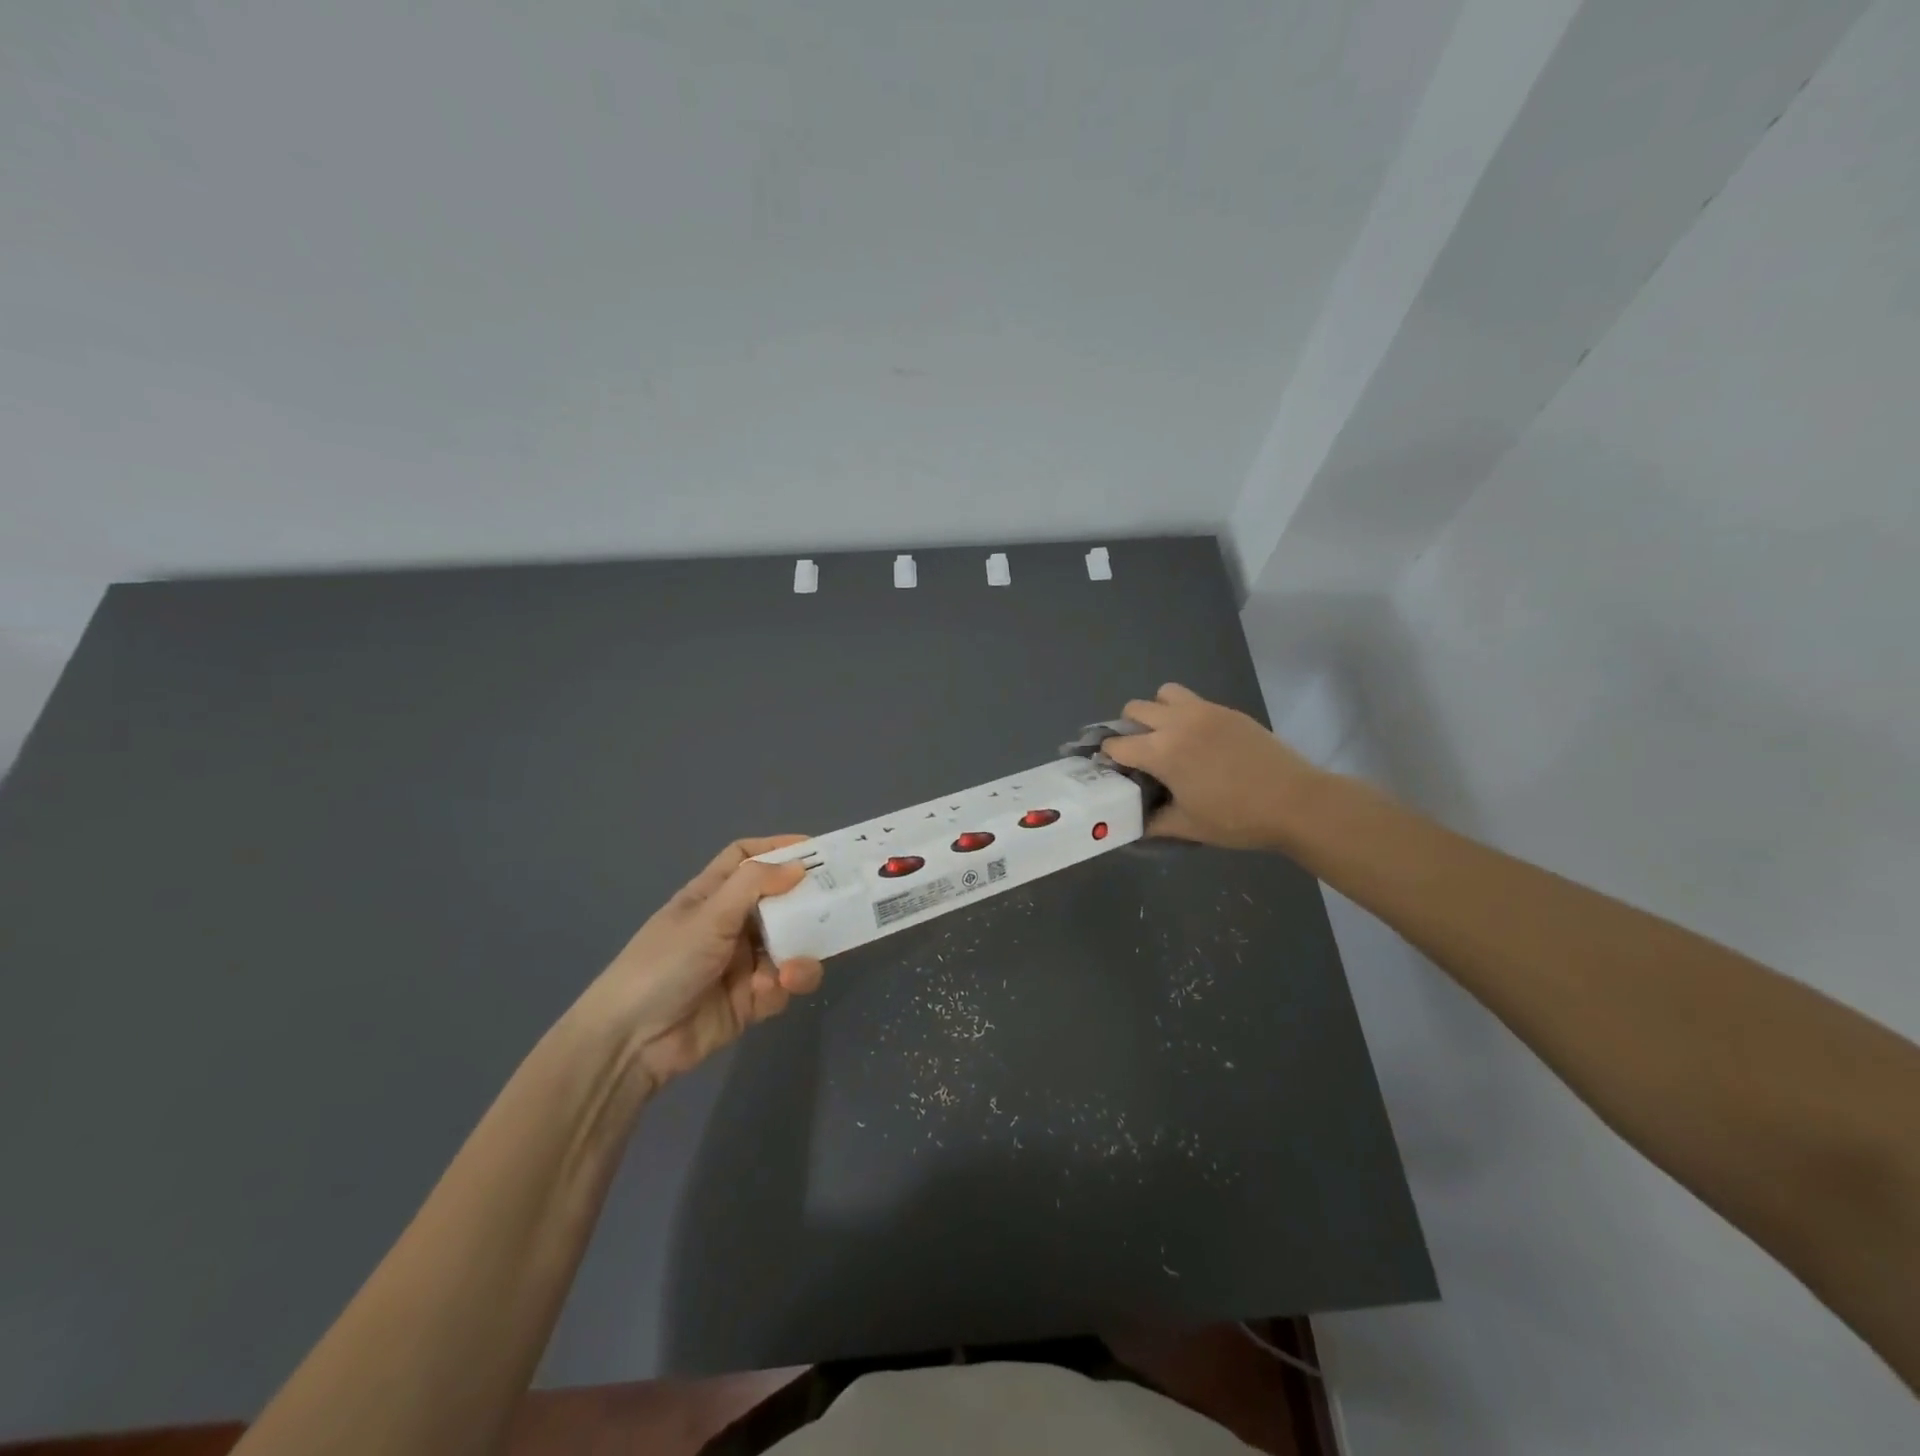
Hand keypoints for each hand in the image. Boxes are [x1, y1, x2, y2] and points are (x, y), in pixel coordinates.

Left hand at [577, 836, 824, 1093]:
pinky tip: (770, 992)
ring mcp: (743, 963)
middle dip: (806, 902)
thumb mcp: (708, 916)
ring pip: (790, 945)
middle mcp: (731, 924)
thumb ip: (755, 885)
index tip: (816, 849)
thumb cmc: (665, 963)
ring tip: (792, 968)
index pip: (746, 859)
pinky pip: (783, 984)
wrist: (633, 1042)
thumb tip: (798, 865)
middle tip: (841, 901)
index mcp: (713, 895)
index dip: (777, 849)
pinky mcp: (752, 1000)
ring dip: (799, 952)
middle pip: (779, 901)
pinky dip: (783, 986)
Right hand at [1101, 683, 1326, 849]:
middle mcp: (1177, 723)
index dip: (1109, 758)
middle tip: (1140, 755)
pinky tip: (1198, 741)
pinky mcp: (1227, 711)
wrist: (1296, 802)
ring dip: (1156, 712)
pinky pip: (1192, 700)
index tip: (1115, 772)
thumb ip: (1153, 822)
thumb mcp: (1188, 826)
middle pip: (1134, 709)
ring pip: (1163, 694)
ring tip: (1168, 738)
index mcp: (1161, 752)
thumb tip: (1133, 822)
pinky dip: (1183, 714)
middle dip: (1128, 730)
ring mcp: (1204, 711)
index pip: (1116, 744)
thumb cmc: (1237, 819)